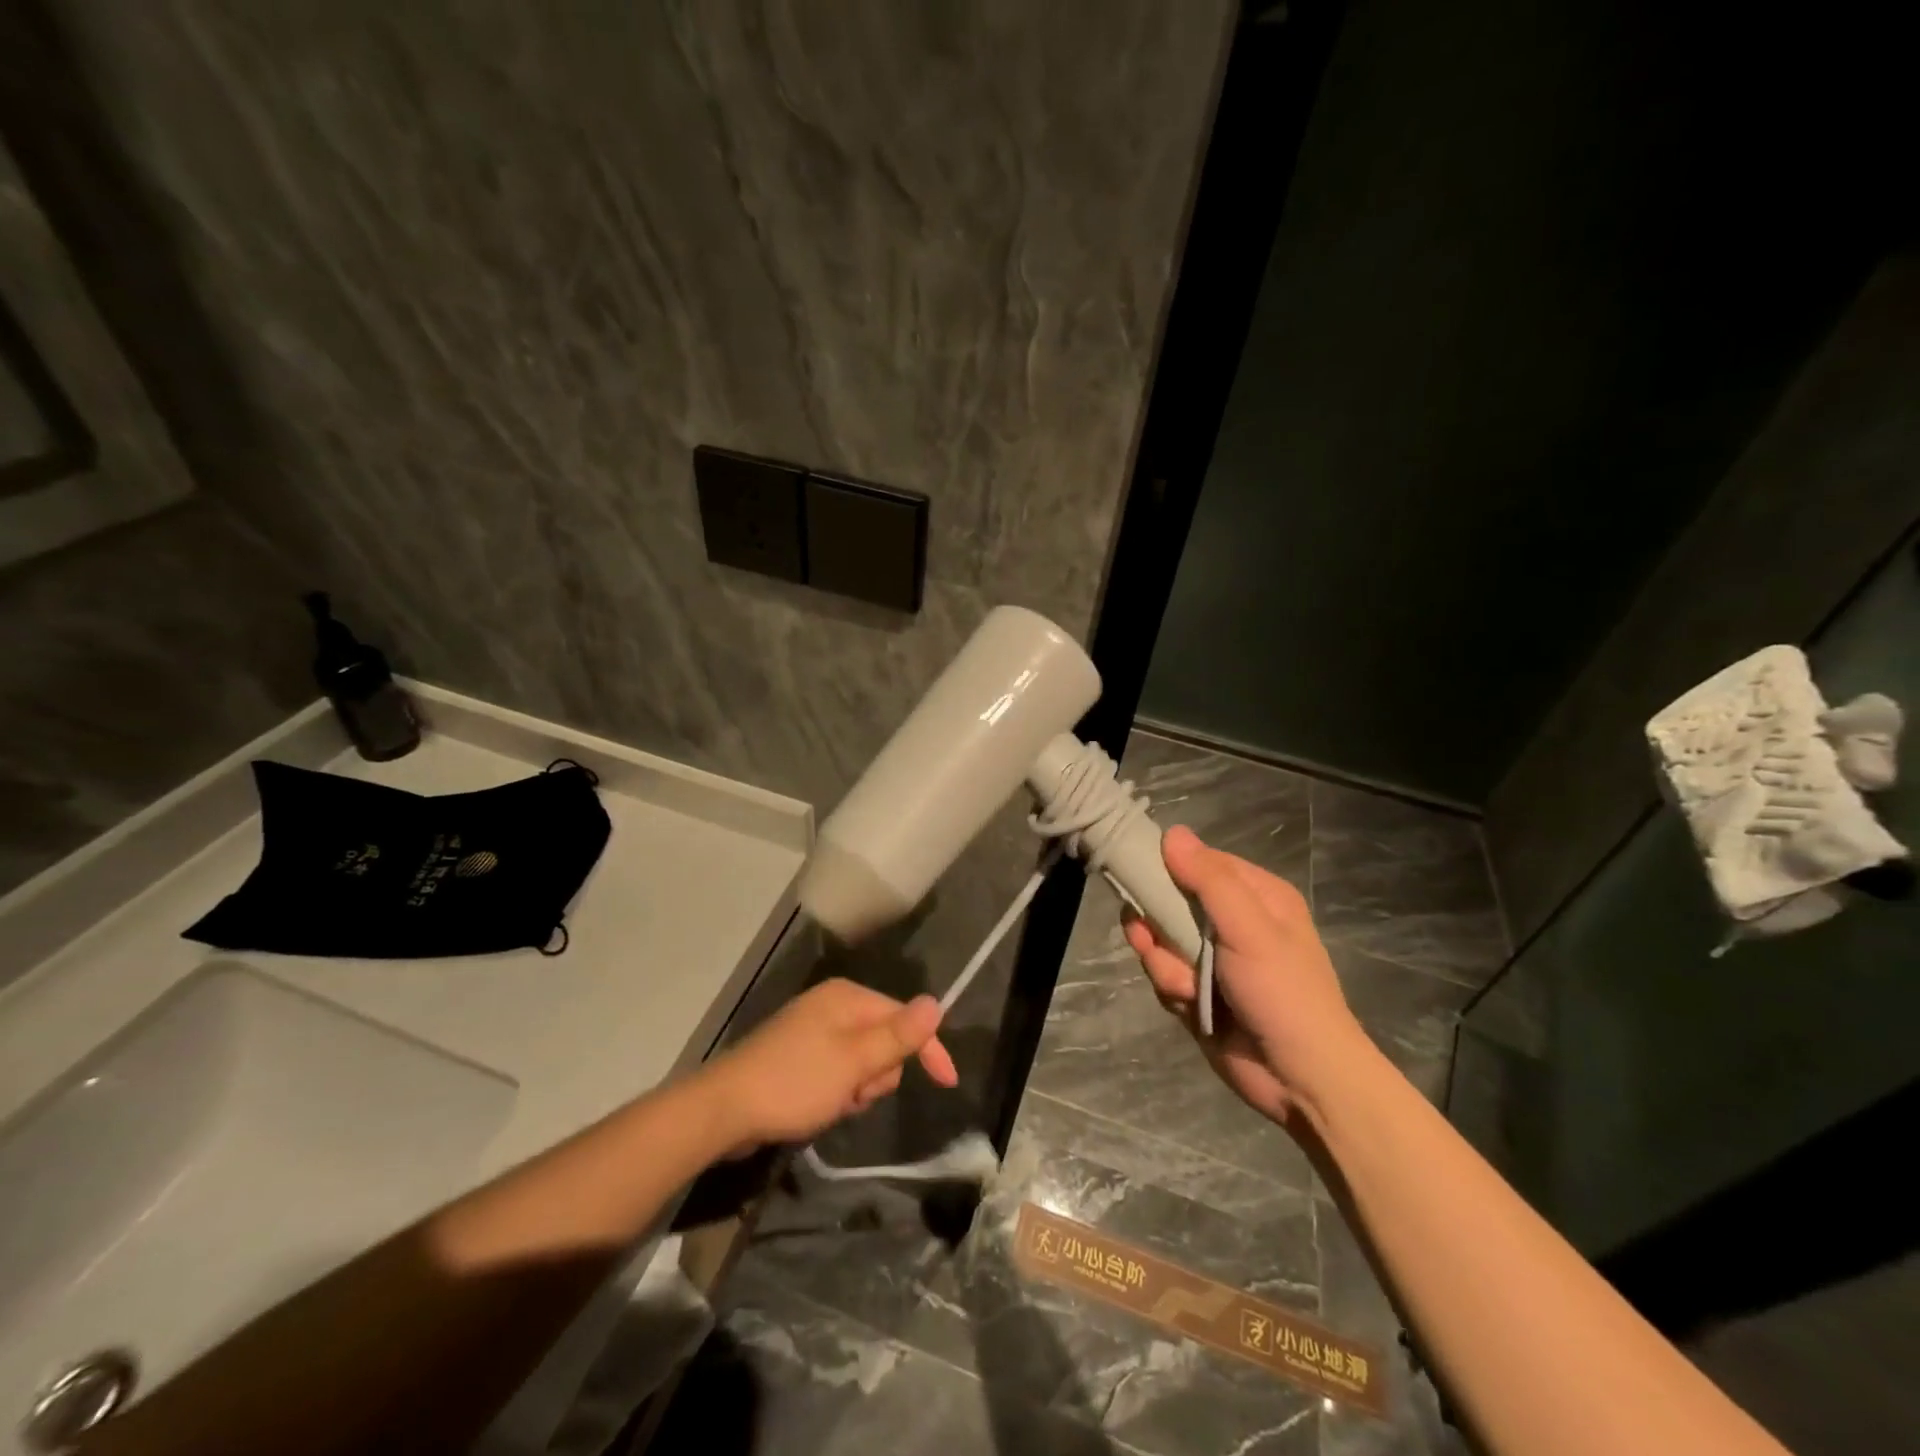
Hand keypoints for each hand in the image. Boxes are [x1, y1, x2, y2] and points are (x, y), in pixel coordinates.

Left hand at [698, 978, 958, 1148]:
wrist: (723, 1110)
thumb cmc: (795, 1082)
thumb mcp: (854, 1062)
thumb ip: (898, 1035)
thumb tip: (936, 1003)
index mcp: (847, 998)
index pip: (903, 1016)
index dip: (928, 1048)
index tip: (947, 1083)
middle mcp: (832, 1006)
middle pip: (884, 1039)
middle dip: (879, 1073)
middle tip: (857, 1092)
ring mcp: (813, 1031)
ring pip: (863, 1061)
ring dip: (858, 1087)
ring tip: (835, 1103)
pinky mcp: (799, 1056)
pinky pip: (839, 1072)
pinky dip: (839, 1091)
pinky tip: (820, 1107)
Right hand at [1124, 825, 1372, 1133]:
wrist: (1301, 1080)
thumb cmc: (1283, 992)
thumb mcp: (1249, 928)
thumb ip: (1209, 880)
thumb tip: (1171, 833)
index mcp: (1255, 896)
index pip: (1198, 861)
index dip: (1166, 867)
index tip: (1137, 875)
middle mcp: (1231, 921)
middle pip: (1169, 901)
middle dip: (1157, 926)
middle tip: (1149, 938)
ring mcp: (1212, 958)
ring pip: (1160, 940)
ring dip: (1165, 964)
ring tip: (1188, 988)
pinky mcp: (1197, 991)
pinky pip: (1163, 974)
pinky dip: (1171, 990)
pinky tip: (1191, 1006)